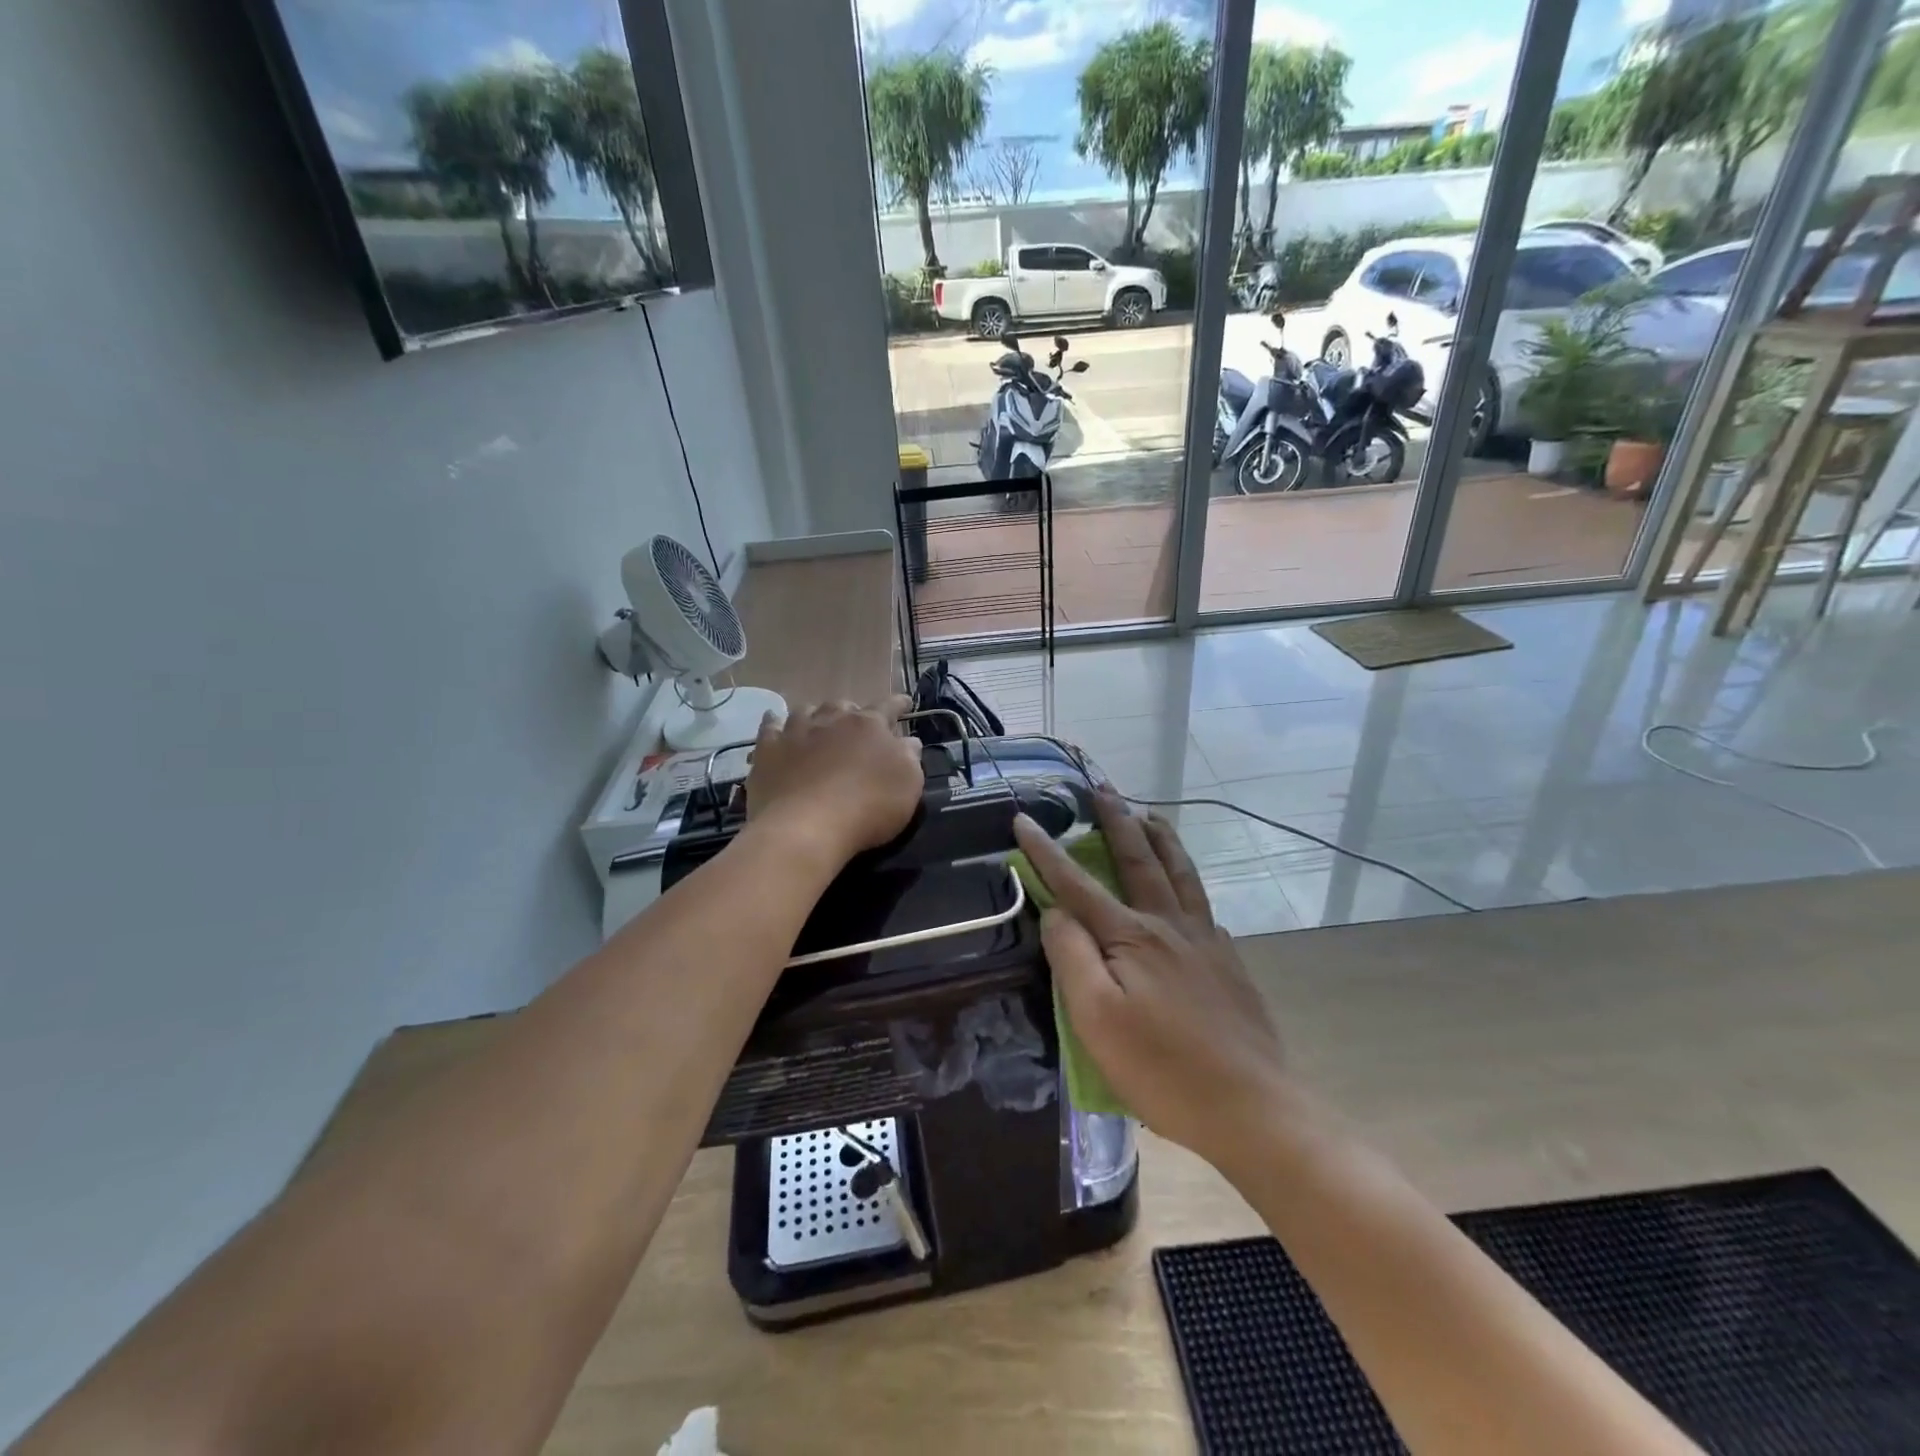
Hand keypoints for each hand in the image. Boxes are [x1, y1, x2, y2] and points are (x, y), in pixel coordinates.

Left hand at [746, 697, 923, 866]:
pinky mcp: (768, 749)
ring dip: (816, 715)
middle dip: (853, 712)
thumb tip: (907, 741)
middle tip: (857, 725)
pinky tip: (776, 725)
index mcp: (869, 725)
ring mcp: (796, 732)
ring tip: (819, 724)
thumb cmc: (868, 807)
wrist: (806, 827)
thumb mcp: (908, 785)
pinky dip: (776, 723)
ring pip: (807, 711)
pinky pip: (770, 726)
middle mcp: (832, 719)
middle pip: (844, 706)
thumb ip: (909, 758)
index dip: (899, 704)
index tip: (905, 703)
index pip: (888, 706)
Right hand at [1012, 793, 1290, 1170]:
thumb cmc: (1162, 1069)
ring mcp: (1205, 941)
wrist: (1252, 1107)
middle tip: (1103, 788)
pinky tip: (1188, 887)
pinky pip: (1203, 904)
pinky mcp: (1228, 962)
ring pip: (1180, 873)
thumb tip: (1057, 911)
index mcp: (1131, 937)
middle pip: (1138, 860)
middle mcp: (1169, 925)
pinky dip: (1189, 880)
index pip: (1077, 884)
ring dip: (1161, 838)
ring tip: (1150, 815)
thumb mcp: (1096, 1019)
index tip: (1023, 817)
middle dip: (1116, 821)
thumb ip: (1071, 956)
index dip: (1046, 851)